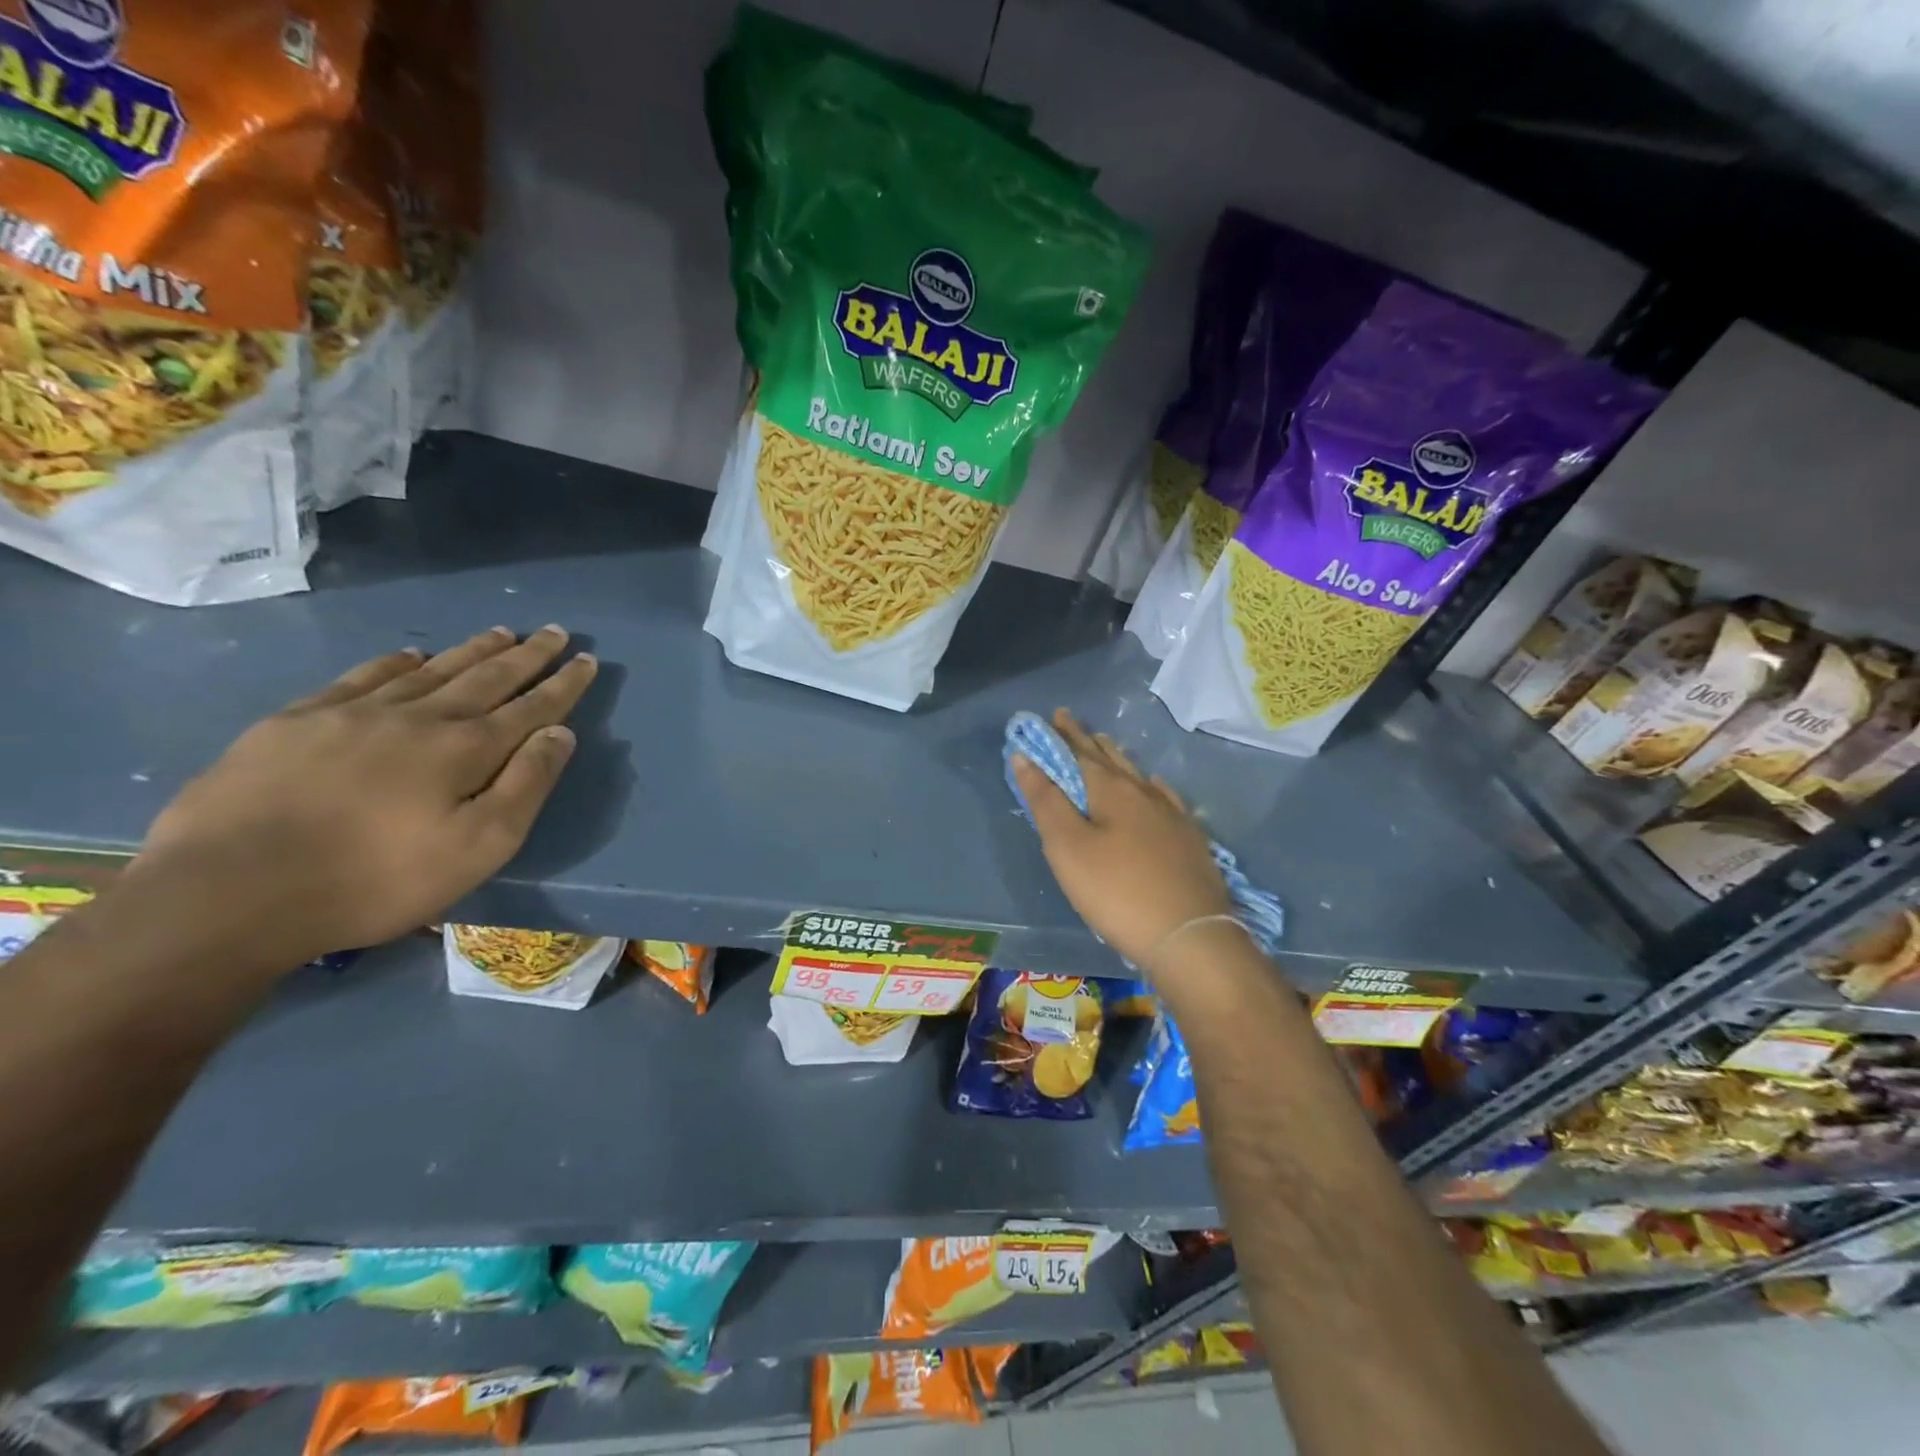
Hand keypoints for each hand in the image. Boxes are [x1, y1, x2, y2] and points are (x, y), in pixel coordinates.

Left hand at [131, 625, 597, 970]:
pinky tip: (410, 653)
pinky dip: (395, 661)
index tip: (587, 659)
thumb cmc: (375, 879)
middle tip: (554, 631)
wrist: (229, 892)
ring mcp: (353, 714)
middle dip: (526, 655)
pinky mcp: (297, 722)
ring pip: (429, 670)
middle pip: (485, 677)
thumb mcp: (478, 848)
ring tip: (501, 631)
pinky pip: (360, 677)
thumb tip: (561, 733)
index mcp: (464, 750)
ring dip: (471, 650)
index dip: (563, 684)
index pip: (531, 708)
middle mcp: (417, 718)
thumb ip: (525, 786)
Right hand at [1011, 708, 1231, 972]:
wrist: (1189, 936)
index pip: (1080, 752)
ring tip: (1105, 745)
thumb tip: (1025, 757)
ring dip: (1117, 758)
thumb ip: (1045, 801)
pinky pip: (1165, 797)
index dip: (1063, 735)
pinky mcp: (1190, 840)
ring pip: (1139, 775)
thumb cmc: (1116, 891)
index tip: (1053, 715)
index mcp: (1112, 790)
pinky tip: (1154, 787)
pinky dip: (1150, 785)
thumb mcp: (1067, 848)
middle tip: (1072, 723)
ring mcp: (1173, 815)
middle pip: (1111, 759)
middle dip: (1088, 740)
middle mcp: (1144, 793)